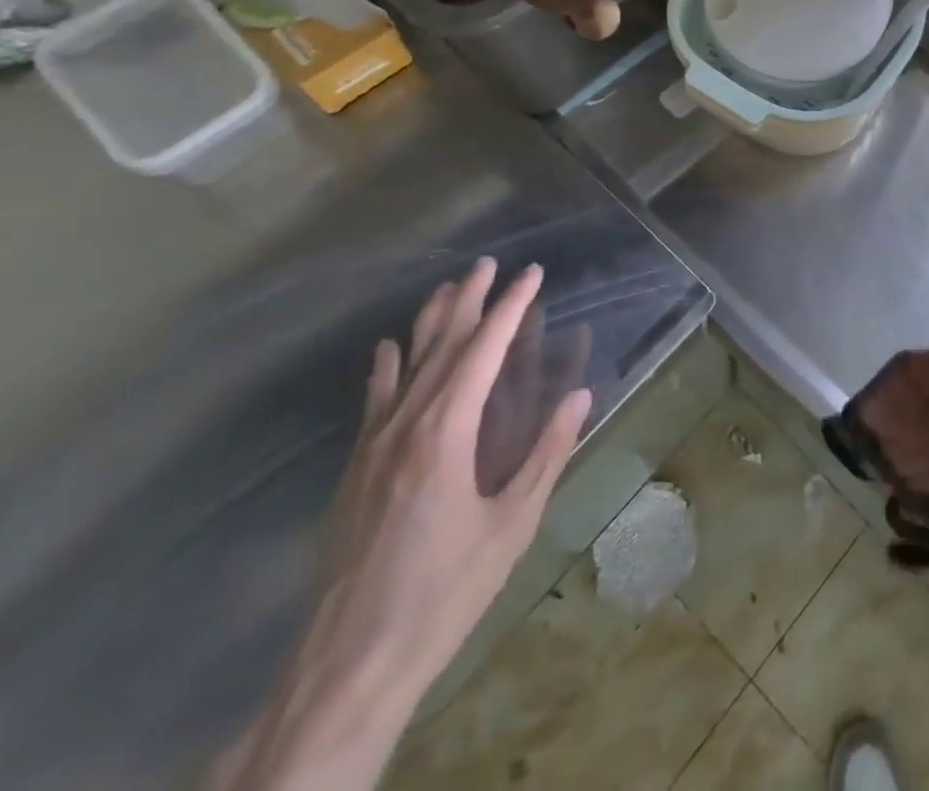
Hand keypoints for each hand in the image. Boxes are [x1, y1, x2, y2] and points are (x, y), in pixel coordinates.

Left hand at [212, 258, 591, 790]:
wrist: (348, 665)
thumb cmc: (445, 592)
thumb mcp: (512, 525)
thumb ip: (547, 454)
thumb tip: (580, 396)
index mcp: (446, 435)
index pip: (483, 351)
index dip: (509, 308)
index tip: (531, 275)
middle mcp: (405, 427)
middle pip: (440, 347)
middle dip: (468, 301)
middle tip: (487, 264)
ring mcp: (372, 448)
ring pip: (404, 367)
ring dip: (428, 324)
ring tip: (446, 287)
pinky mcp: (354, 471)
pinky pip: (373, 402)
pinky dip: (384, 369)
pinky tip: (386, 349)